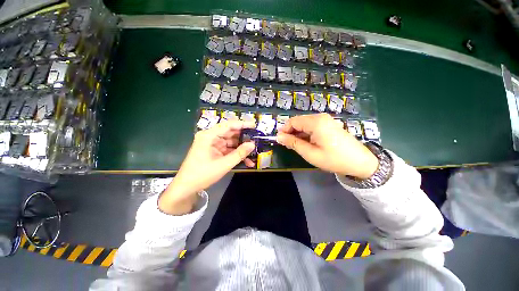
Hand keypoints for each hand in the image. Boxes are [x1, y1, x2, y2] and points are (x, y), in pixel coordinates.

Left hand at [159, 121, 255, 214]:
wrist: (186, 188)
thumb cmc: (202, 174)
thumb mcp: (223, 164)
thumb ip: (239, 154)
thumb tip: (252, 144)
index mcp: (209, 136)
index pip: (228, 125)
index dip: (242, 124)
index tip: (254, 126)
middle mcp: (210, 137)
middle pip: (230, 133)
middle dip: (244, 137)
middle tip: (257, 139)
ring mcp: (213, 144)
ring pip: (231, 142)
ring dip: (242, 148)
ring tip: (254, 151)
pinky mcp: (215, 151)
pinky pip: (228, 150)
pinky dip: (237, 154)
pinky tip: (247, 161)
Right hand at [276, 113, 378, 178]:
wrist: (360, 162)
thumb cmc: (333, 159)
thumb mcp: (310, 153)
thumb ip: (293, 143)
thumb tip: (279, 137)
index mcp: (316, 122)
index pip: (293, 121)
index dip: (284, 130)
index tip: (279, 140)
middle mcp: (320, 117)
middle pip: (299, 121)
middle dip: (291, 132)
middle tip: (287, 145)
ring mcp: (326, 120)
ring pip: (305, 124)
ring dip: (298, 134)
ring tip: (295, 146)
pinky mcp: (329, 125)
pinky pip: (312, 126)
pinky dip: (306, 134)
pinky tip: (305, 143)